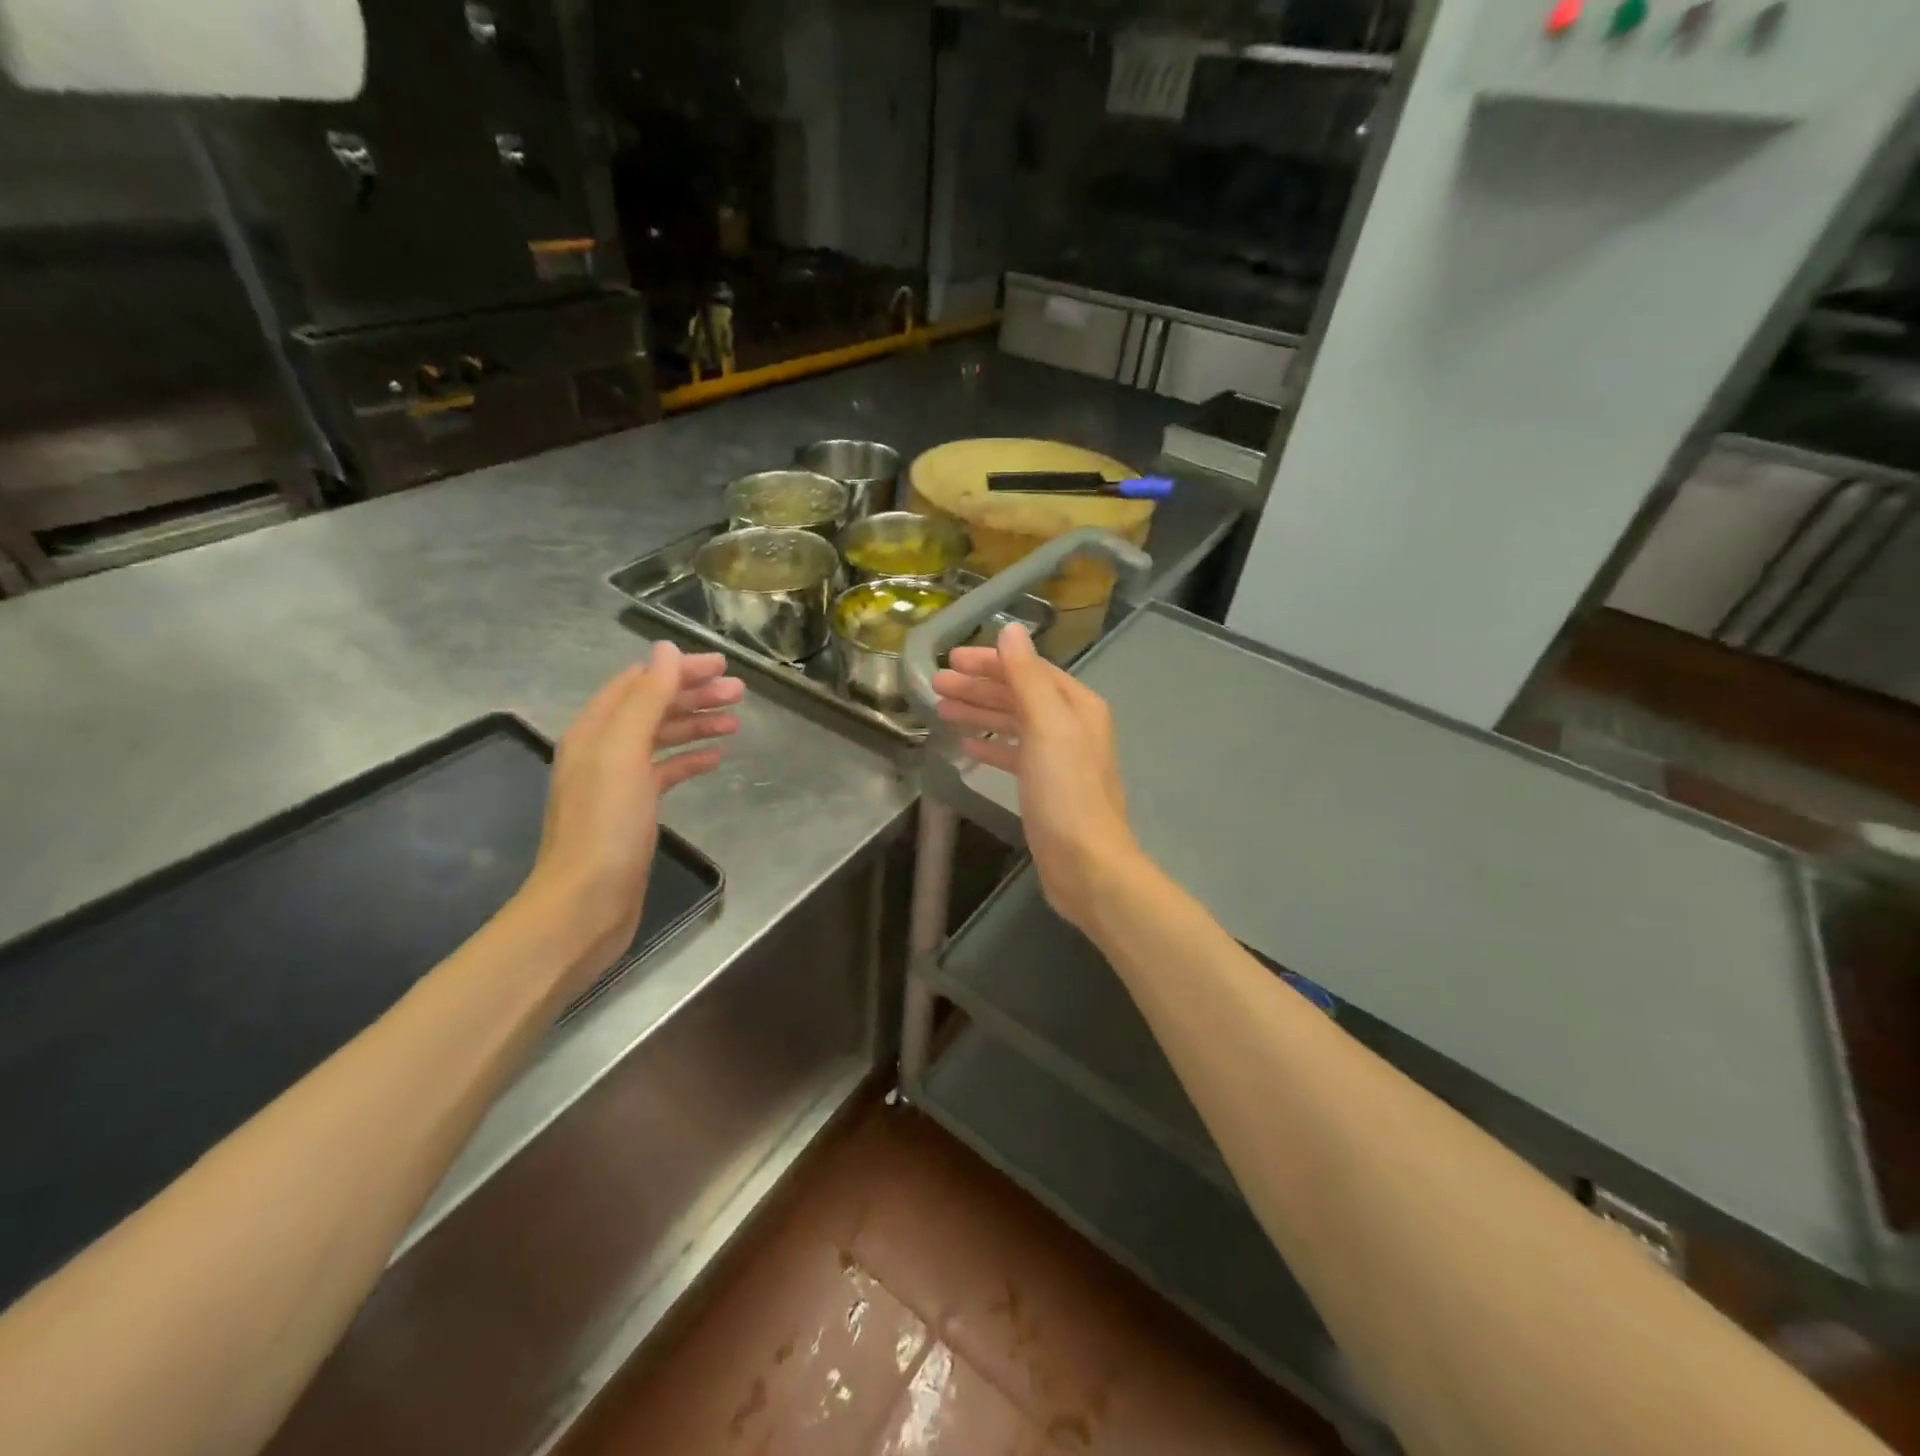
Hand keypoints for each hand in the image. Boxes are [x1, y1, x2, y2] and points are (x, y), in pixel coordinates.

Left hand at [525, 642, 741, 974]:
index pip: (640, 682)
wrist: (586, 902)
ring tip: (735, 720)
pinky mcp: (633, 811)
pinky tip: (716, 758)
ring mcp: (617, 782)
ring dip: (696, 724)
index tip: (723, 666)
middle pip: (653, 708)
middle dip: (694, 694)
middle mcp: (602, 749)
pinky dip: (689, 760)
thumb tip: (664, 650)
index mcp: (595, 730)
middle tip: (739, 691)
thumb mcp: (625, 752)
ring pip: (662, 739)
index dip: (679, 669)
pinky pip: (665, 772)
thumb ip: (646, 699)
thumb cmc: (606, 824)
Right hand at [931, 623, 1140, 931]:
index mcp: (1075, 705)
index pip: (1028, 669)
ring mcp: (1058, 758)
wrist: (1086, 863)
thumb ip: (1027, 677)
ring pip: (1012, 724)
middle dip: (978, 687)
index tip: (951, 659)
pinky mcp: (1044, 787)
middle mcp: (1070, 725)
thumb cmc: (1066, 792)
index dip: (990, 661)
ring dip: (979, 713)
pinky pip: (1013, 755)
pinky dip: (990, 746)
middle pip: (1018, 694)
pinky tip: (965, 746)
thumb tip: (1011, 629)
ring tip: (941, 709)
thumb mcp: (1047, 726)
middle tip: (936, 684)